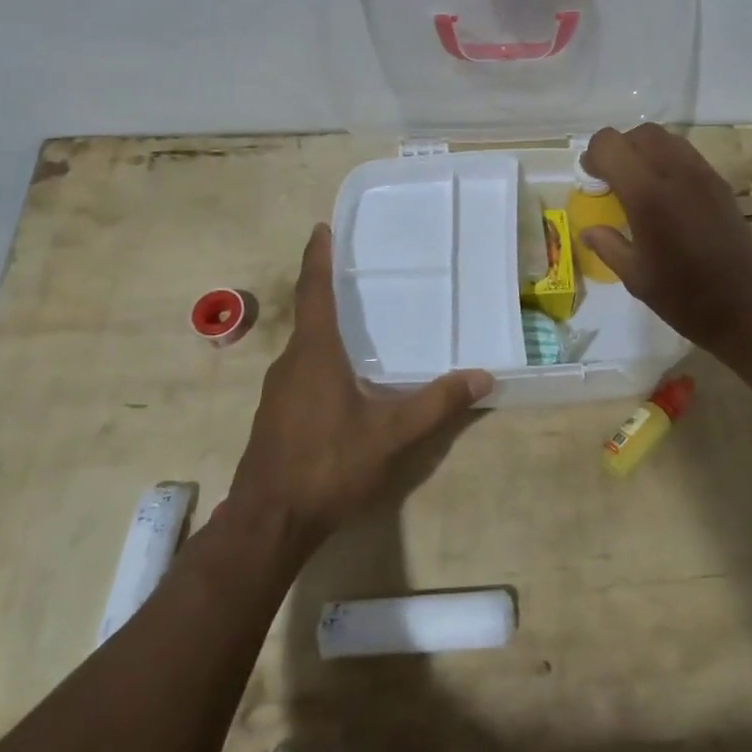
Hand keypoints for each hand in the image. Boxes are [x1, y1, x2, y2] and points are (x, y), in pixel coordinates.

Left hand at [227, 225, 492, 549]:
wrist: (267, 524)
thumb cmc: (328, 465)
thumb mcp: (391, 435)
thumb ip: (437, 403)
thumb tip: (483, 376)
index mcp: (314, 353)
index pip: (315, 292)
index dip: (318, 258)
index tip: (321, 228)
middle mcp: (291, 363)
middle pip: (310, 316)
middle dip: (329, 291)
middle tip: (359, 274)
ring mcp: (277, 392)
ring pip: (305, 348)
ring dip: (327, 329)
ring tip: (359, 325)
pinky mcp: (275, 417)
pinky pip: (301, 372)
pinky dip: (322, 359)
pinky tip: (344, 381)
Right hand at [578, 123, 751, 352]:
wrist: (750, 306)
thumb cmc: (686, 297)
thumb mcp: (636, 277)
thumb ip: (608, 245)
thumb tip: (589, 230)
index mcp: (647, 195)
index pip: (610, 144)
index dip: (594, 157)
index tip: (592, 181)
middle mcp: (676, 173)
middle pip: (640, 133)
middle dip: (620, 149)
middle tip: (613, 181)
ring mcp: (703, 175)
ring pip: (666, 138)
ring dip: (645, 152)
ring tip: (638, 186)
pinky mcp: (720, 183)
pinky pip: (686, 155)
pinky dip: (667, 162)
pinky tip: (666, 196)